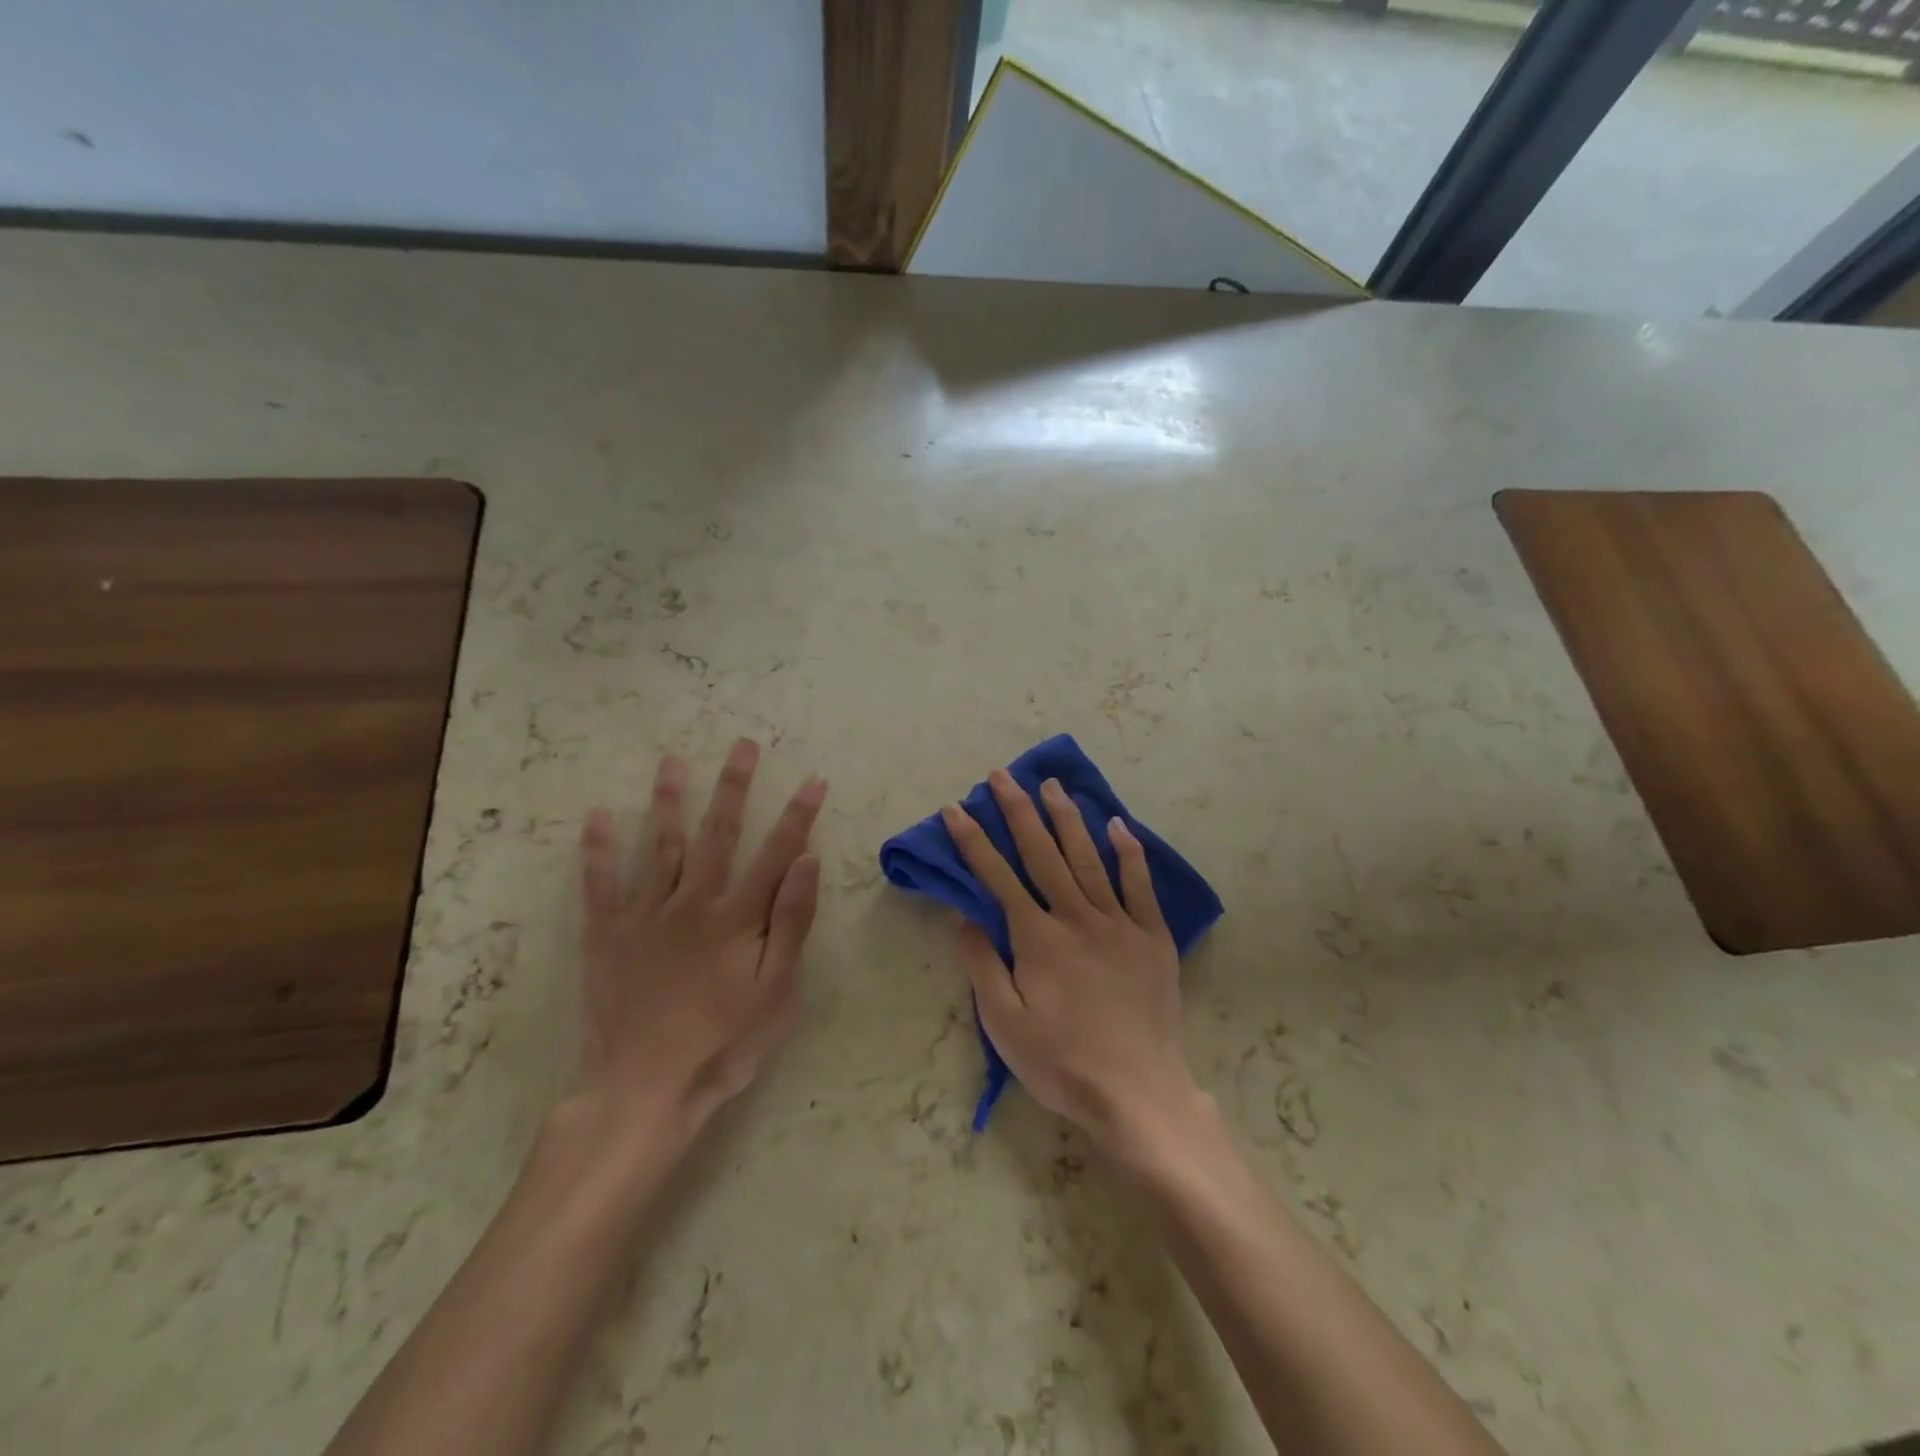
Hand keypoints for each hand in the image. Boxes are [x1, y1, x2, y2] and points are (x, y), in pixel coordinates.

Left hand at [567, 738, 825, 1160]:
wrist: (643, 1090)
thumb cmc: (723, 1044)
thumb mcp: (776, 991)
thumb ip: (791, 923)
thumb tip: (807, 862)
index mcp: (736, 917)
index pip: (775, 852)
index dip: (797, 815)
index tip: (812, 780)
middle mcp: (692, 902)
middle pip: (717, 834)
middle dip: (733, 787)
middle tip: (742, 746)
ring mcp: (644, 915)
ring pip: (660, 846)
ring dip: (668, 801)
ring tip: (672, 762)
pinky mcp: (606, 934)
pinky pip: (600, 884)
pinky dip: (598, 849)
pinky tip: (597, 816)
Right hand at [942, 771, 1198, 1155]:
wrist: (1138, 1093)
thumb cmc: (1062, 1063)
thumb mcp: (1004, 1025)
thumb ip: (982, 965)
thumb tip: (964, 916)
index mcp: (1038, 938)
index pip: (997, 877)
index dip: (973, 841)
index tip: (955, 809)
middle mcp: (1076, 918)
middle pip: (1043, 854)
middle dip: (1018, 812)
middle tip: (1002, 776)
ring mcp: (1119, 924)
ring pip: (1088, 858)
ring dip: (1066, 819)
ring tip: (1050, 785)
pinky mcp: (1152, 938)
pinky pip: (1140, 886)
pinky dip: (1129, 853)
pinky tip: (1117, 824)